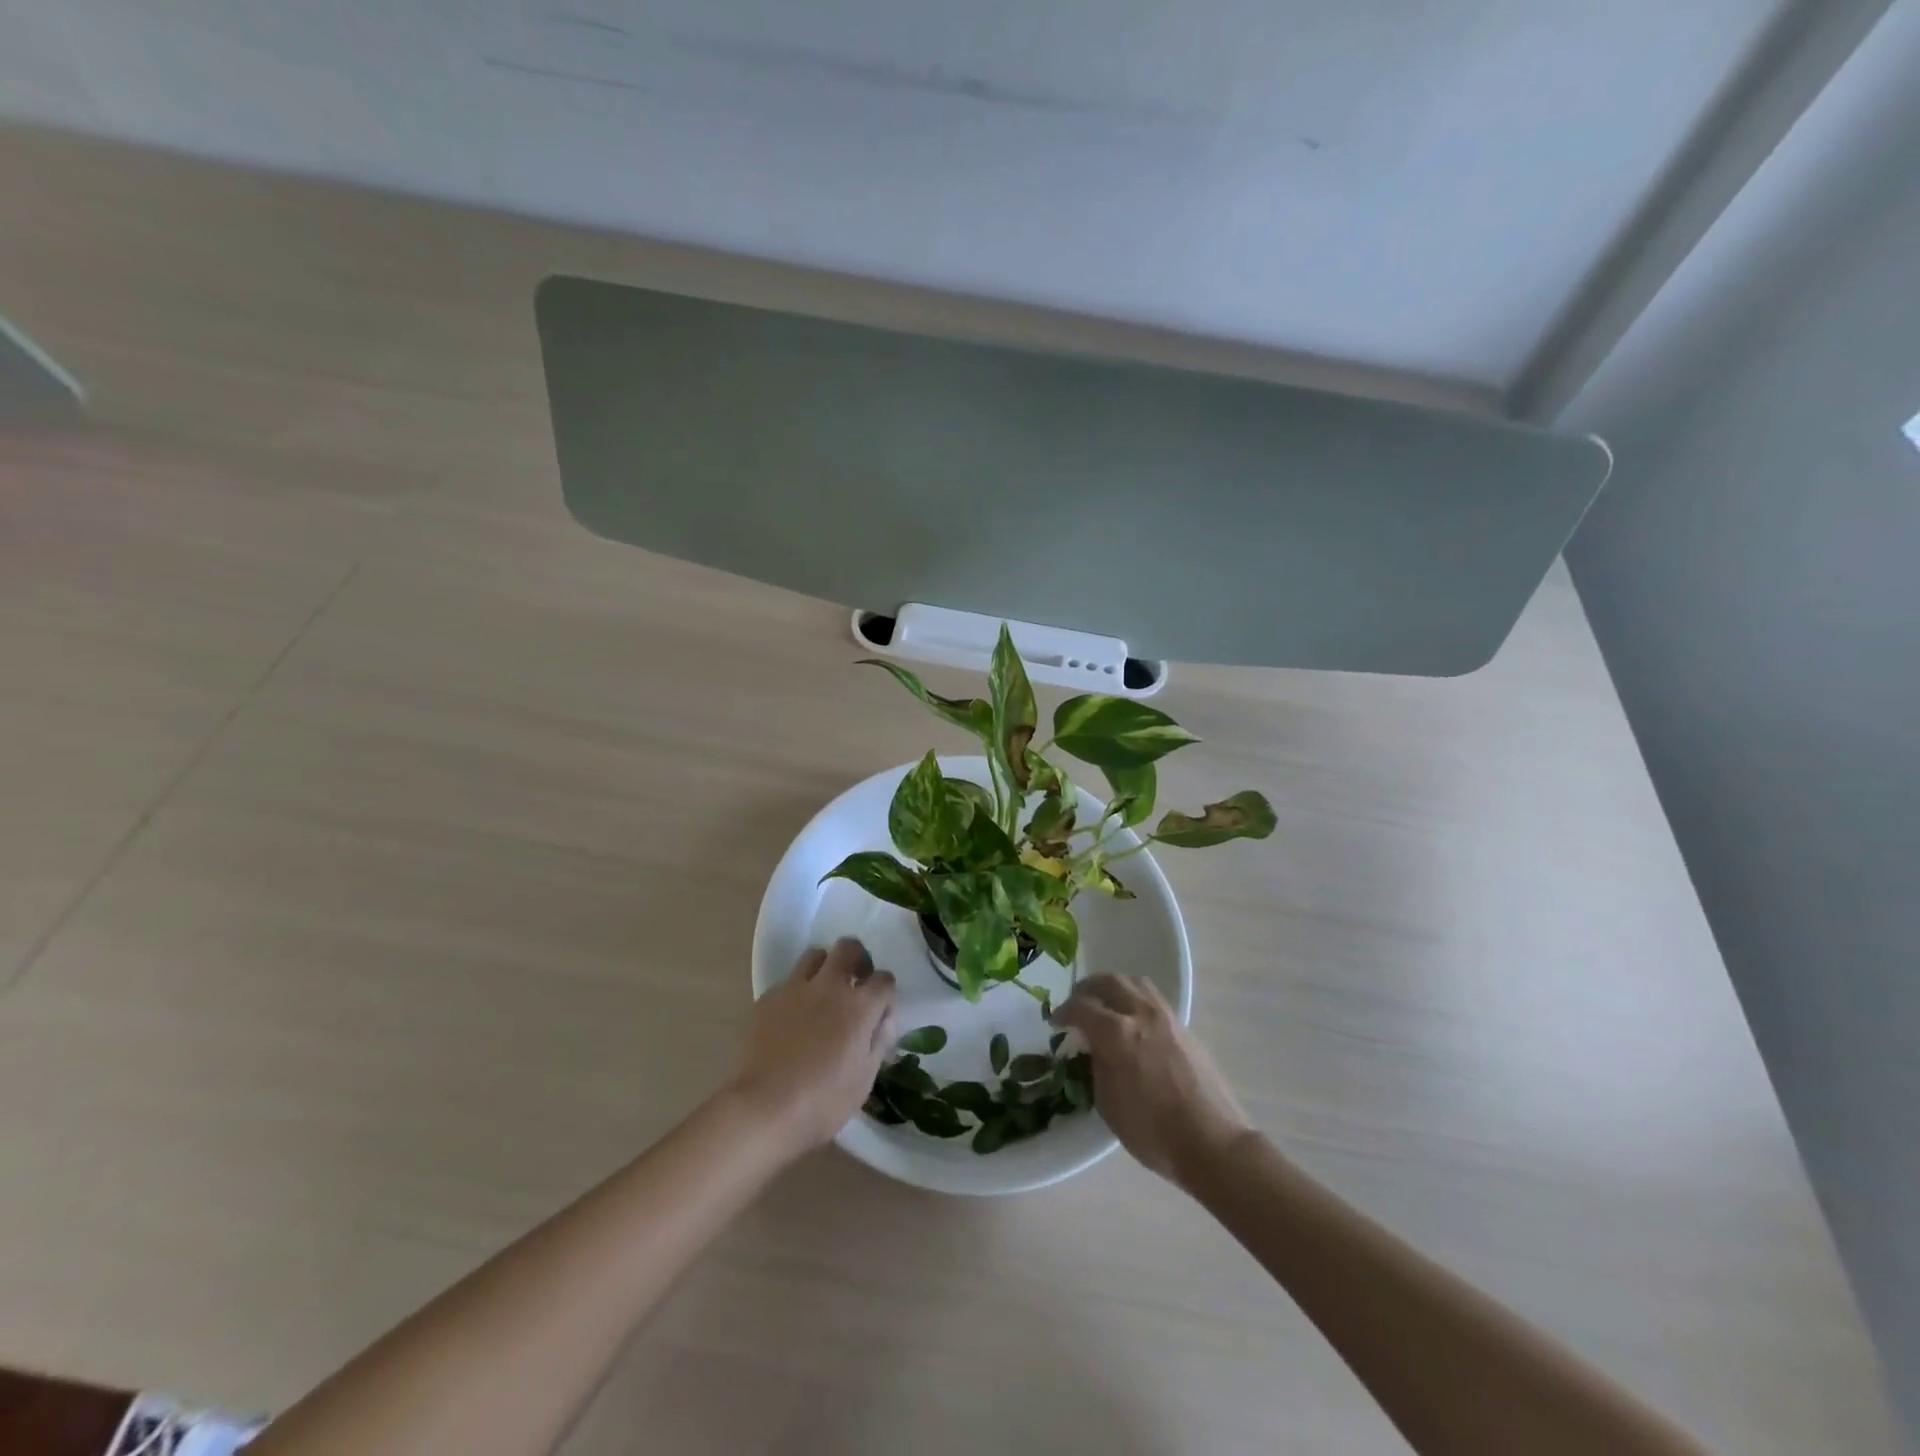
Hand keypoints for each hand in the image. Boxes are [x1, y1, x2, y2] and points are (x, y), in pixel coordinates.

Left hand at [729, 939, 896, 1155]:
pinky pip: (788, 982)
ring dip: (825, 968)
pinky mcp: (768, 998)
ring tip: (823, 994)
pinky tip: (793, 1018)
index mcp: (860, 1006)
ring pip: (815, 956)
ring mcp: (795, 988)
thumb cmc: (824, 1101)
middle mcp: (830, 986)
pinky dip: (797, 992)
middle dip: (857, 959)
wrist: (765, 1108)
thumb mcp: (865, 1078)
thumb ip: (879, 1040)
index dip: (885, 992)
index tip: (880, 1010)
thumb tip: (884, 1019)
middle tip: (855, 983)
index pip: (884, 979)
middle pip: (849, 948)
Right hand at [1052, 974, 1252, 1188]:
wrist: (1212, 1143)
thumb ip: (1097, 1066)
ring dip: (1114, 987)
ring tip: (1105, 1005)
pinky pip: (1153, 998)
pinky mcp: (1184, 1027)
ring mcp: (1166, 1017)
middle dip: (1087, 989)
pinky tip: (1133, 1021)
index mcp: (1117, 1033)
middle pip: (1109, 982)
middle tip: (1077, 1004)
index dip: (1064, 1012)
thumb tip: (1094, 1047)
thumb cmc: (1153, 1132)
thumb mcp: (1108, 1103)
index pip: (1082, 1007)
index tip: (1056, 1022)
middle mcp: (1141, 1014)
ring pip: (1135, 982)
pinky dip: (1135, 999)